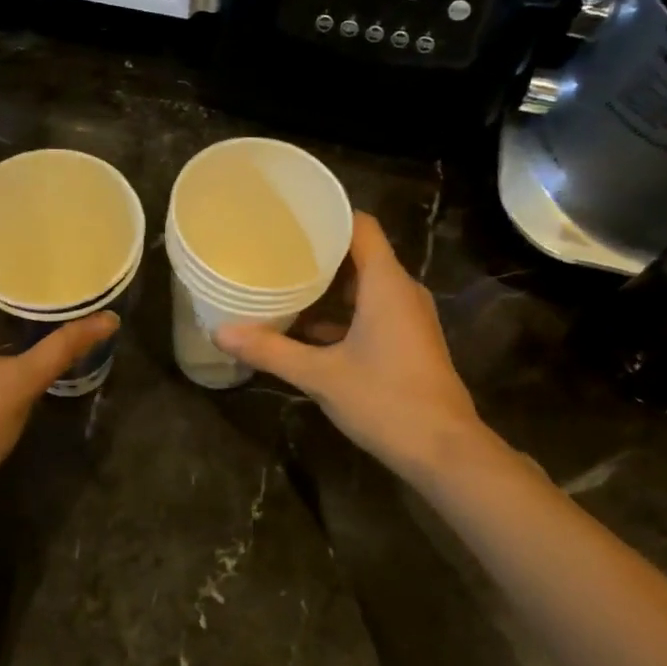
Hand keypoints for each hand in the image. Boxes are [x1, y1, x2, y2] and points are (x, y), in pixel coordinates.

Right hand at [214, 213, 482, 480]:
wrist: (444, 451)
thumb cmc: (385, 401)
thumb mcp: (320, 376)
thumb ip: (271, 351)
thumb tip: (221, 333)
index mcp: (386, 284)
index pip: (360, 226)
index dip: (327, 214)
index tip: (289, 214)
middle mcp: (401, 291)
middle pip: (359, 254)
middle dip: (317, 251)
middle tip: (273, 248)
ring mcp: (407, 318)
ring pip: (364, 286)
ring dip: (327, 286)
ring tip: (283, 282)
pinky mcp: (407, 341)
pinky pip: (370, 311)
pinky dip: (340, 313)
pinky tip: (305, 328)